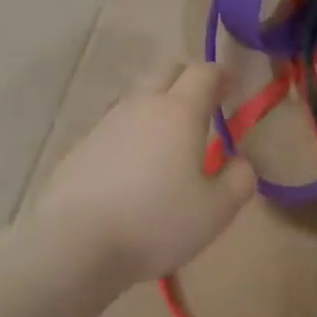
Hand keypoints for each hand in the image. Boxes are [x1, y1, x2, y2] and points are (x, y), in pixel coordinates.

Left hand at [32, 61, 256, 288]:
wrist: (76, 244)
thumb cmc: (157, 222)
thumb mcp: (216, 210)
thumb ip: (239, 181)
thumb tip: (241, 162)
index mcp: (179, 112)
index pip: (204, 72)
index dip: (222, 75)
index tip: (233, 89)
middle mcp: (141, 107)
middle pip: (166, 72)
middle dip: (188, 80)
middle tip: (204, 107)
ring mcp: (106, 124)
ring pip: (138, 98)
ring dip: (158, 107)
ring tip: (170, 141)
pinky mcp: (81, 147)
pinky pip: (115, 127)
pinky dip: (133, 134)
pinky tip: (135, 167)